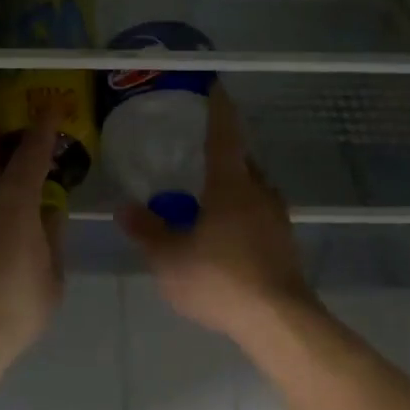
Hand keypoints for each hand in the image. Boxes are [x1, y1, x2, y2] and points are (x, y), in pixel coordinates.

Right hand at [120, 88, 316, 343]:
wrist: (278, 321)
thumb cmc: (220, 279)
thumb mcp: (170, 258)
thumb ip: (147, 231)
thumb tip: (124, 208)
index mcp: (231, 186)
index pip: (224, 136)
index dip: (219, 110)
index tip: (216, 88)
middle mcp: (260, 194)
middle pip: (243, 162)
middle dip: (225, 154)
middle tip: (199, 153)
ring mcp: (277, 220)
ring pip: (254, 190)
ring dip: (234, 187)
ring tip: (209, 197)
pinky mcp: (285, 246)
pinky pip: (260, 216)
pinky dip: (242, 214)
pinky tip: (225, 236)